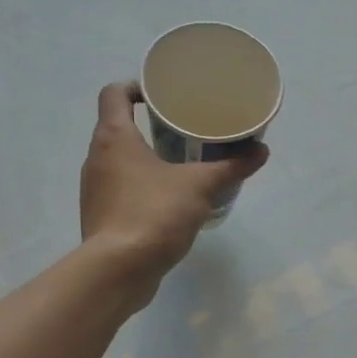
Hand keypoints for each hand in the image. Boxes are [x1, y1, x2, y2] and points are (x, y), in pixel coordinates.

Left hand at [80, 81, 266, 296]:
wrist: (119, 270)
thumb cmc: (154, 213)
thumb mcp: (200, 186)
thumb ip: (230, 167)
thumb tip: (262, 151)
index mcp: (114, 137)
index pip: (113, 94)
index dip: (135, 87)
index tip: (162, 96)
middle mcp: (96, 158)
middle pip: (117, 127)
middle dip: (148, 126)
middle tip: (182, 130)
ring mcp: (95, 189)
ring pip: (119, 162)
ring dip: (144, 159)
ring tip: (179, 165)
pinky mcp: (100, 217)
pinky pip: (121, 190)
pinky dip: (141, 187)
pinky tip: (167, 201)